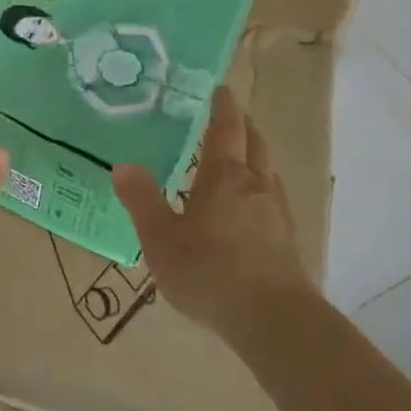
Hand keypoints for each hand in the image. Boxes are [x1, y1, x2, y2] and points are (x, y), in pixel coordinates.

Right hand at [112, 86, 315, 341]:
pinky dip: (261, 185)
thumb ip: (142, 200)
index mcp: (224, 176)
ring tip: (240, 156)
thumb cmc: (210, 272)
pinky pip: (273, 196)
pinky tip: (251, 205)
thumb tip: (122, 165)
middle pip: (254, 143)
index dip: (223, 107)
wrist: (274, 320)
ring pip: (267, 169)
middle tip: (231, 114)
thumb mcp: (161, 238)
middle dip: (243, 124)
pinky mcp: (288, 239)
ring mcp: (276, 211)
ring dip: (255, 154)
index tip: (220, 90)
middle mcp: (255, 184)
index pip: (225, 129)